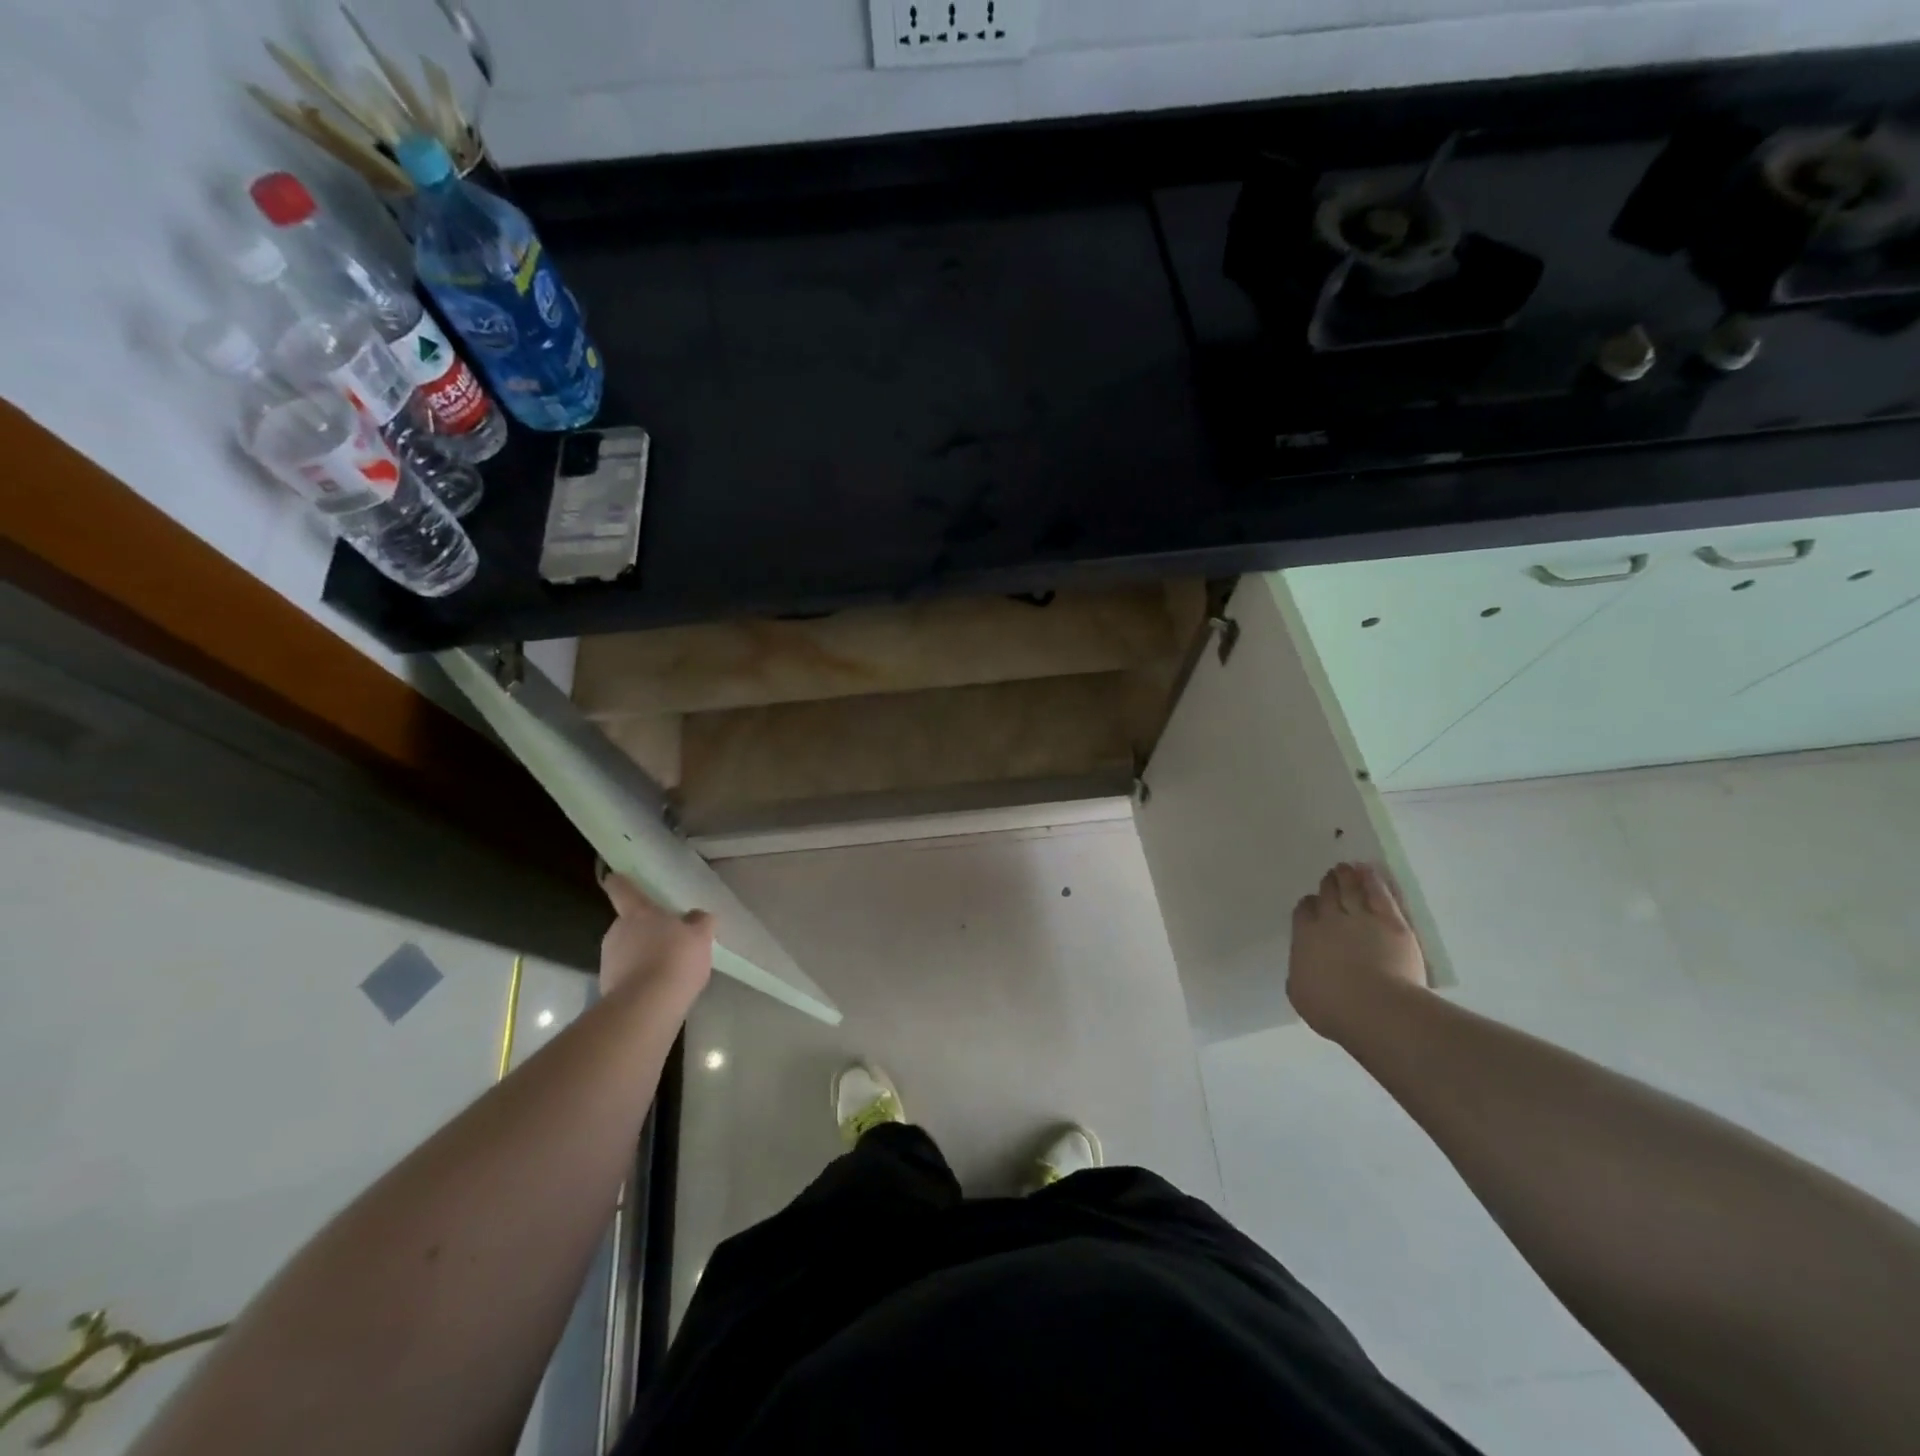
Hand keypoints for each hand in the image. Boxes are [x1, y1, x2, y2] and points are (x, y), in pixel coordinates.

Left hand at [598, 870, 714, 999]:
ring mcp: (608, 960)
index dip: (620, 882)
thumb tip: (696, 916)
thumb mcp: (700, 937)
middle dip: (644, 930)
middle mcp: (617, 931)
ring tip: (666, 969)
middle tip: (667, 939)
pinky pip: (626, 975)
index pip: (622, 890)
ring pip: (626, 950)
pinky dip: (638, 978)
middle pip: (628, 924)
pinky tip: (658, 989)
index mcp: (638, 913)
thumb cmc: (676, 959)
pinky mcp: (607, 987)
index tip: (614, 877)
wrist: (647, 1006)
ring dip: (641, 955)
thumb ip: (699, 922)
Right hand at [1288, 862, 1427, 1042]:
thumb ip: (1299, 974)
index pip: (1304, 912)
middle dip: (1327, 886)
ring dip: (1346, 877)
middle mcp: (1330, 921)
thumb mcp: (1301, 994)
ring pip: (1351, 890)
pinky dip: (1372, 880)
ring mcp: (1361, 918)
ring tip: (1345, 868)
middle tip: (1330, 878)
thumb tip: (1303, 968)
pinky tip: (1369, 871)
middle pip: (1327, 896)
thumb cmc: (1333, 1008)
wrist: (1376, 1009)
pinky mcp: (1391, 922)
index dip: (1308, 906)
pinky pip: (1379, 895)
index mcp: (1305, 937)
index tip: (1311, 905)